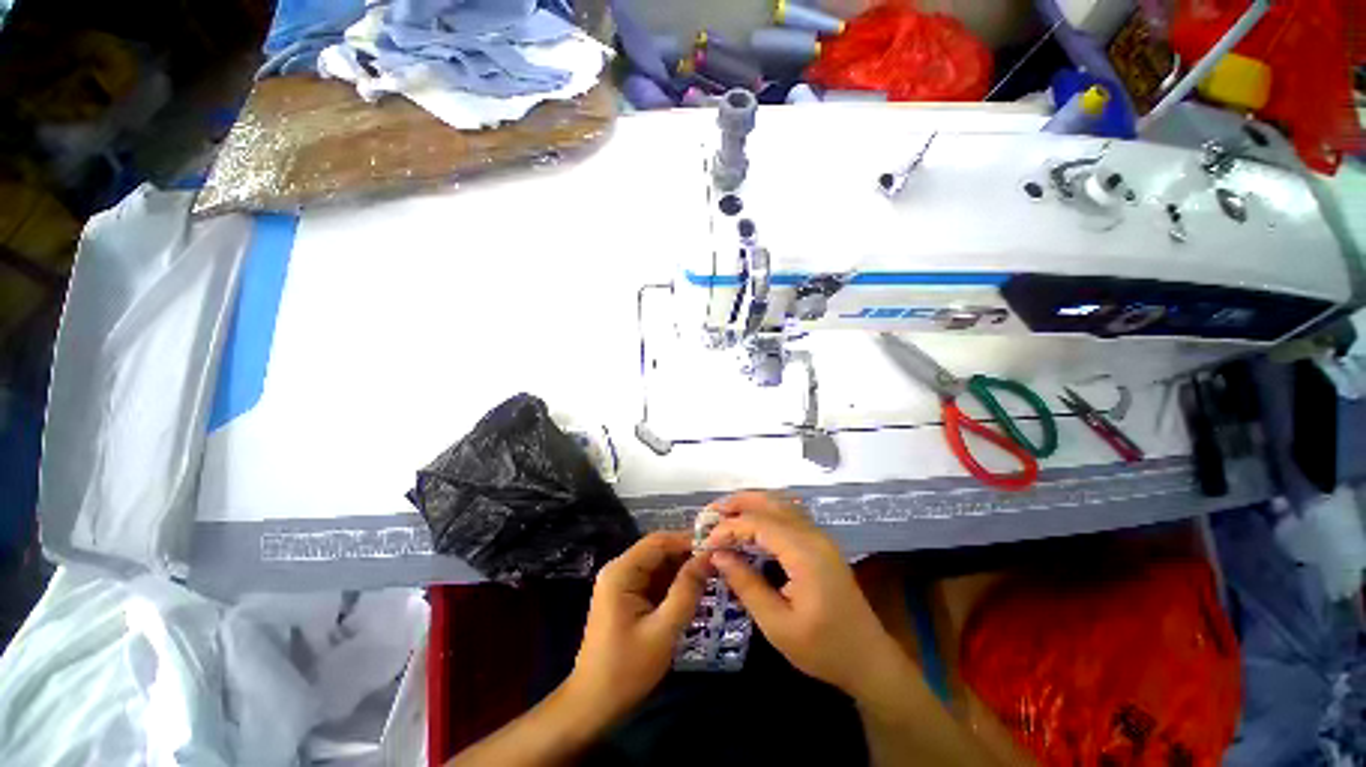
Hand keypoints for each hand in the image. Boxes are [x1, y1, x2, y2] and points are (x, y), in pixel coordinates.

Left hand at [565, 532, 708, 723]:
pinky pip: (654, 581)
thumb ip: (687, 590)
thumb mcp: (664, 631)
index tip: (717, 546)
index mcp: (621, 572)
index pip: (658, 541)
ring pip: (658, 565)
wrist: (593, 706)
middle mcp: (619, 570)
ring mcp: (621, 583)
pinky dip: (674, 584)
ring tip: (713, 574)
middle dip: (687, 555)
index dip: (687, 540)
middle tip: (719, 562)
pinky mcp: (626, 597)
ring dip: (682, 569)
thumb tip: (708, 557)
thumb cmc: (627, 670)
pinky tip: (695, 590)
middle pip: (658, 551)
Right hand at [705, 492, 901, 697]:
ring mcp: (820, 536)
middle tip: (710, 513)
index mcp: (805, 554)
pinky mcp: (820, 543)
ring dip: (751, 504)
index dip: (729, 527)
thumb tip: (718, 555)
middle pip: (771, 503)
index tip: (706, 541)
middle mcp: (813, 535)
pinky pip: (788, 515)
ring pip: (780, 505)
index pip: (759, 523)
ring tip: (724, 513)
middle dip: (738, 503)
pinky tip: (750, 523)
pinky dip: (765, 512)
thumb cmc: (823, 649)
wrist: (869, 660)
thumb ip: (746, 585)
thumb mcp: (777, 625)